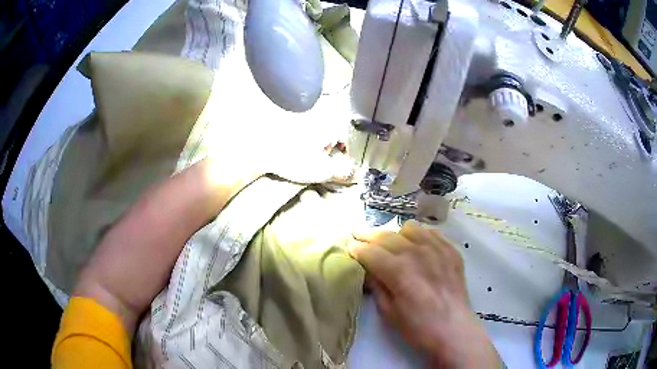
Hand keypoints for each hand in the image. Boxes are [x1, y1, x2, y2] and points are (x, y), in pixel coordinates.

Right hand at [348, 220, 501, 367]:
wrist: (454, 330)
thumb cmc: (418, 327)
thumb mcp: (388, 312)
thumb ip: (376, 286)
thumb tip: (367, 270)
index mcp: (399, 270)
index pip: (370, 251)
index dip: (356, 248)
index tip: (349, 247)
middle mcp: (417, 253)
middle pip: (386, 235)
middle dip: (368, 235)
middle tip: (359, 236)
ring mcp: (437, 249)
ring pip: (409, 228)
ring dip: (395, 234)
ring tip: (391, 244)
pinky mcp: (451, 250)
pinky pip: (431, 233)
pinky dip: (419, 236)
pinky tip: (416, 245)